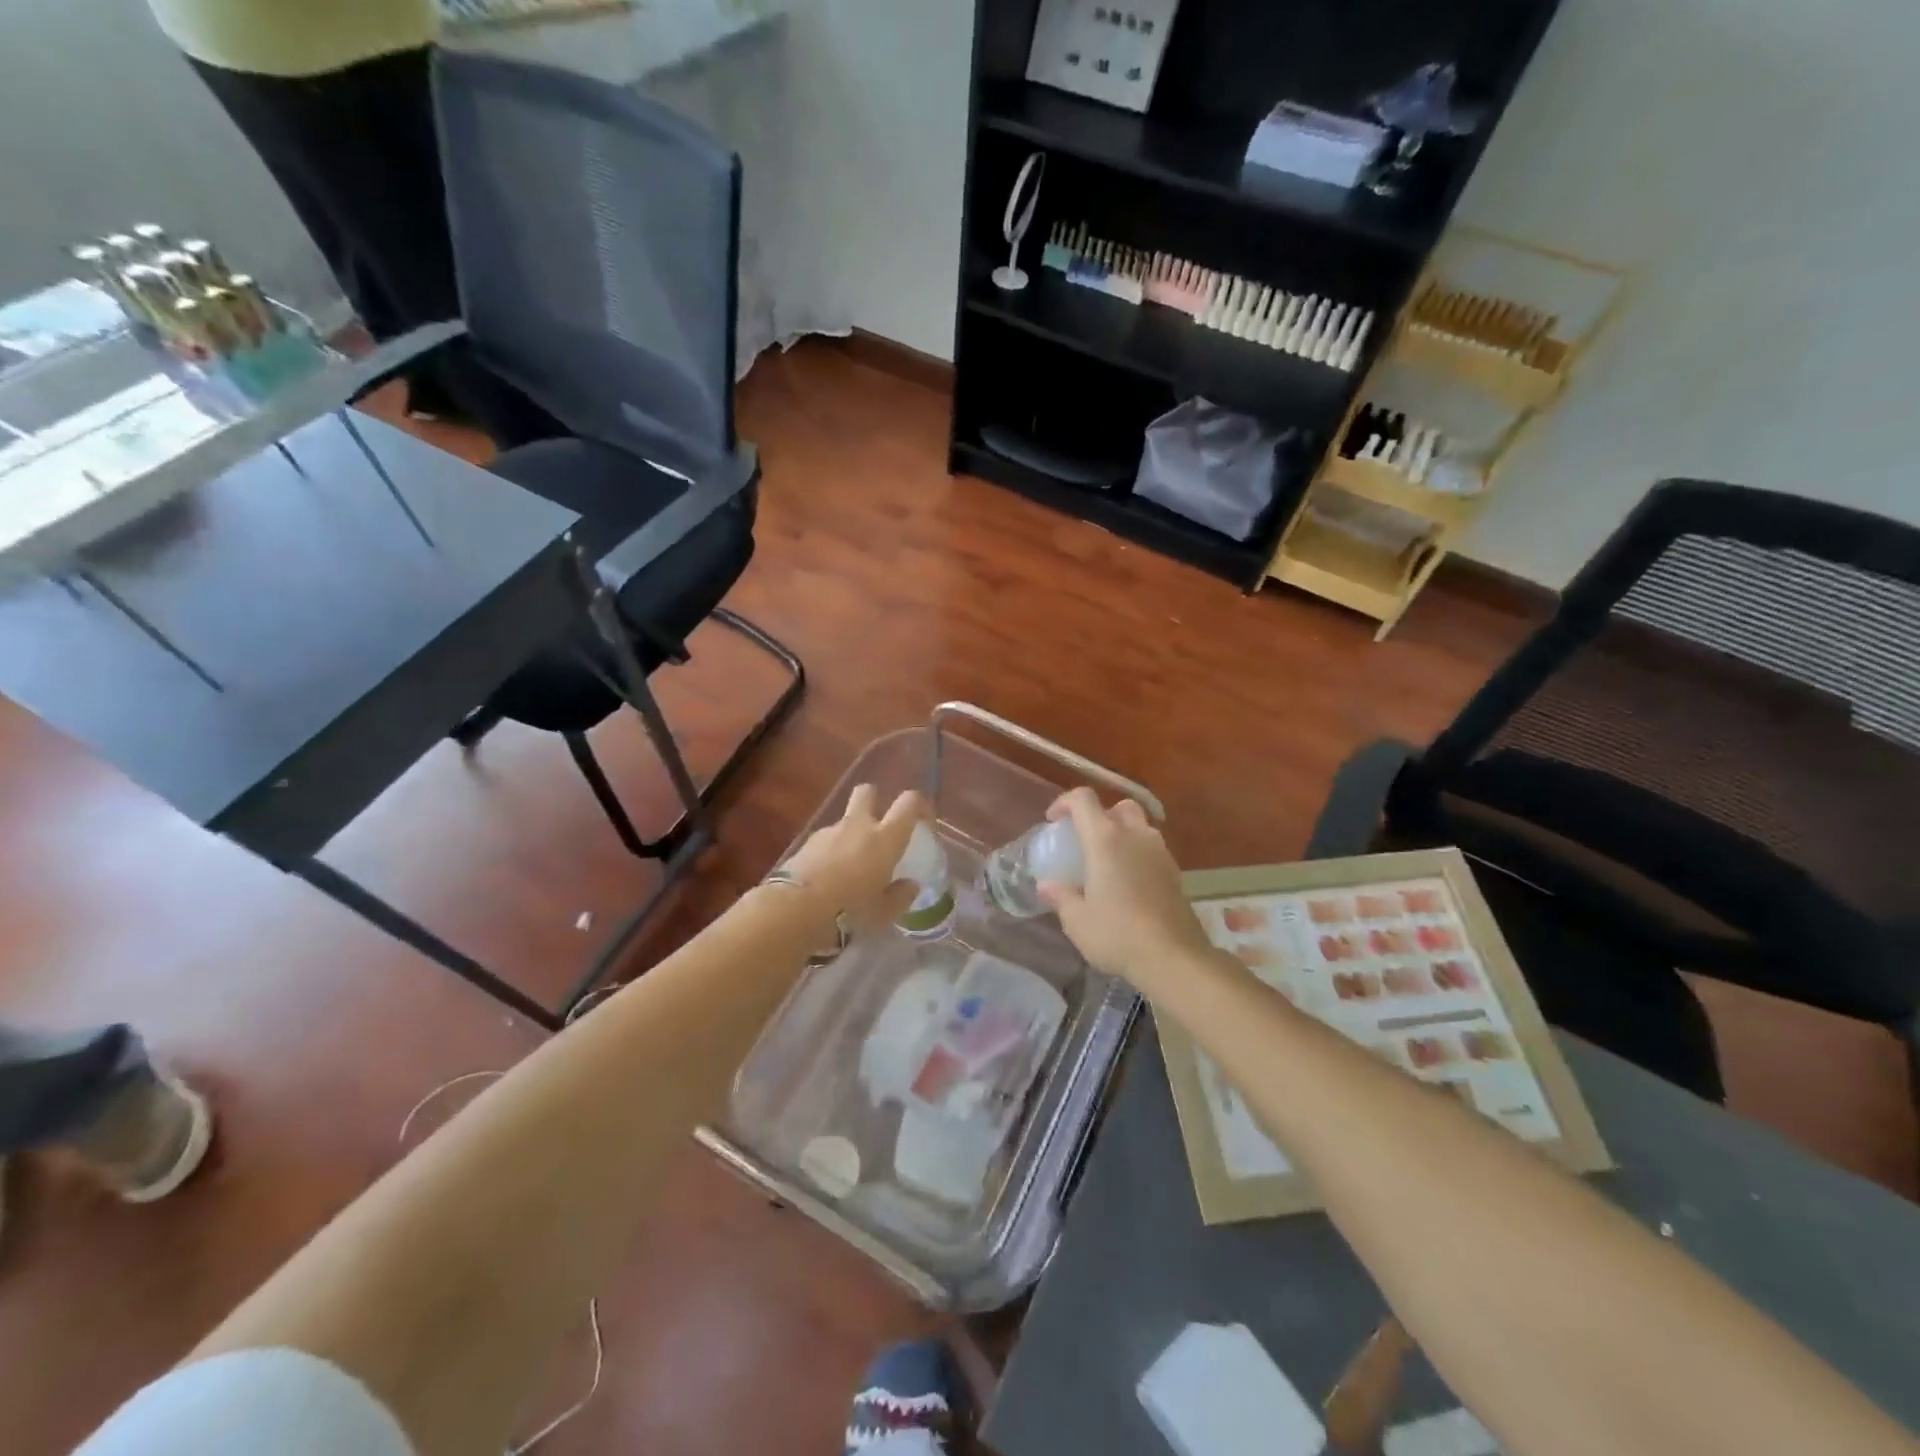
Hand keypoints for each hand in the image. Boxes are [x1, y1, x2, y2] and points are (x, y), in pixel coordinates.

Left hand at [780, 785, 927, 930]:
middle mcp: (858, 826)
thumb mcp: (883, 913)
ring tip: (850, 866)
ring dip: (850, 834)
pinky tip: (828, 877)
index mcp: (885, 838)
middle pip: (867, 793)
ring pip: (844, 820)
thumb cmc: (850, 911)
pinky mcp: (805, 844)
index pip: (909, 803)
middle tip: (878, 825)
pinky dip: (830, 851)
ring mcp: (829, 832)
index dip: (919, 805)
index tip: (923, 821)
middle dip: (874, 800)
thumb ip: (900, 896)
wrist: (795, 909)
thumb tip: (910, 885)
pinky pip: (825, 840)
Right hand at [1037, 788, 1214, 992]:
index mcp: (1105, 839)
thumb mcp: (1077, 920)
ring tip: (1108, 863)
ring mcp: (1159, 852)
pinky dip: (1138, 854)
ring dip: (1122, 834)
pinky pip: (1152, 849)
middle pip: (1118, 807)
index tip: (1053, 821)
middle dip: (1100, 816)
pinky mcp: (1175, 871)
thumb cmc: (1117, 933)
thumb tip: (1046, 885)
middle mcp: (1134, 835)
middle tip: (1086, 841)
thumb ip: (1060, 897)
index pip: (1083, 799)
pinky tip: (1129, 883)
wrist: (1173, 956)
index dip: (1064, 802)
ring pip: (1140, 826)